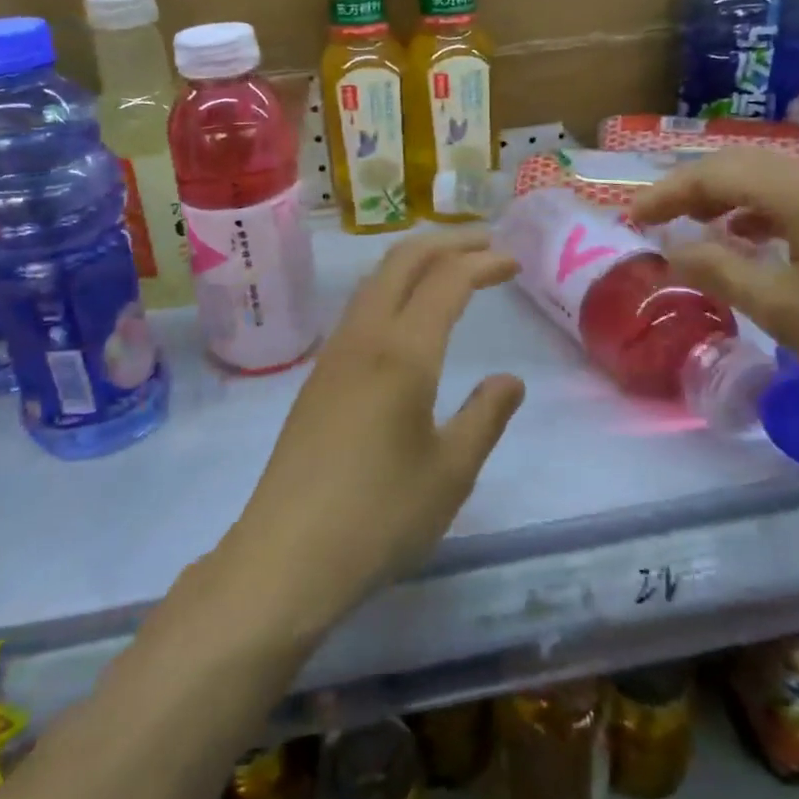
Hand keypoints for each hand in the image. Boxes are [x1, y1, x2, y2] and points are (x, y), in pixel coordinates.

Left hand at [227, 230, 524, 631]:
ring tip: (450, 267)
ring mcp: (333, 355)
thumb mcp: (451, 472)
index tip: (514, 262)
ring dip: (415, 261)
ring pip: (374, 280)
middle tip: (486, 243)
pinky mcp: (317, 377)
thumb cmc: (379, 516)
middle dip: (447, 242)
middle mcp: (363, 338)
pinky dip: (392, 288)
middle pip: (402, 261)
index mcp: (402, 352)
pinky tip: (405, 316)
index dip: (483, 262)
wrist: (285, 556)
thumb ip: (485, 417)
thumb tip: (509, 380)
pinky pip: (359, 308)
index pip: (447, 280)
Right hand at [629, 148, 798, 408]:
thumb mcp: (783, 307)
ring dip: (724, 200)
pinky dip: (759, 213)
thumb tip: (673, 246)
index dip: (665, 193)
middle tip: (655, 221)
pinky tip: (751, 242)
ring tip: (695, 231)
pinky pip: (796, 198)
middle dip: (690, 190)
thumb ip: (718, 270)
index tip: (630, 219)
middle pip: (739, 166)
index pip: (712, 174)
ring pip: (768, 180)